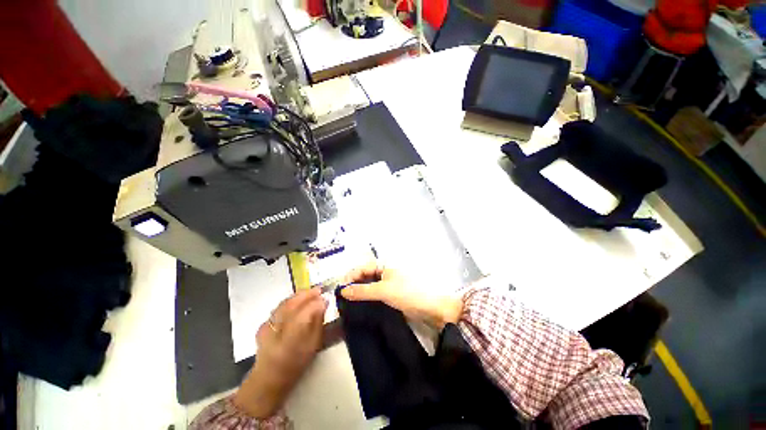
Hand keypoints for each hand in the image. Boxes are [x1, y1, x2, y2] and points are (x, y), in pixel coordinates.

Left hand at [234, 289, 326, 417]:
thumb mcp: (313, 346)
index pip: (304, 314)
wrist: (269, 378)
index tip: (325, 298)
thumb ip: (318, 323)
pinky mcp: (262, 325)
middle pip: (291, 305)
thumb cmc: (295, 364)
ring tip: (310, 292)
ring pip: (283, 304)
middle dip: (306, 295)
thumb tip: (323, 303)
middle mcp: (275, 332)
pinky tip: (298, 300)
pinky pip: (278, 307)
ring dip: (298, 296)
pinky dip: (290, 301)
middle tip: (319, 290)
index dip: (316, 304)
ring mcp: (266, 327)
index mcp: (290, 341)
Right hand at [341, 262, 463, 327]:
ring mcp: (389, 282)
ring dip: (359, 292)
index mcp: (385, 264)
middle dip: (353, 284)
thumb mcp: (384, 291)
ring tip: (348, 303)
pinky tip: (360, 305)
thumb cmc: (408, 293)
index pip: (362, 267)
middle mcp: (386, 271)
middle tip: (342, 298)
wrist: (431, 308)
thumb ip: (362, 291)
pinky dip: (367, 297)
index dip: (350, 277)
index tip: (339, 290)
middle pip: (365, 275)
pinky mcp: (392, 293)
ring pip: (370, 284)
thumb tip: (343, 291)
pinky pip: (375, 293)